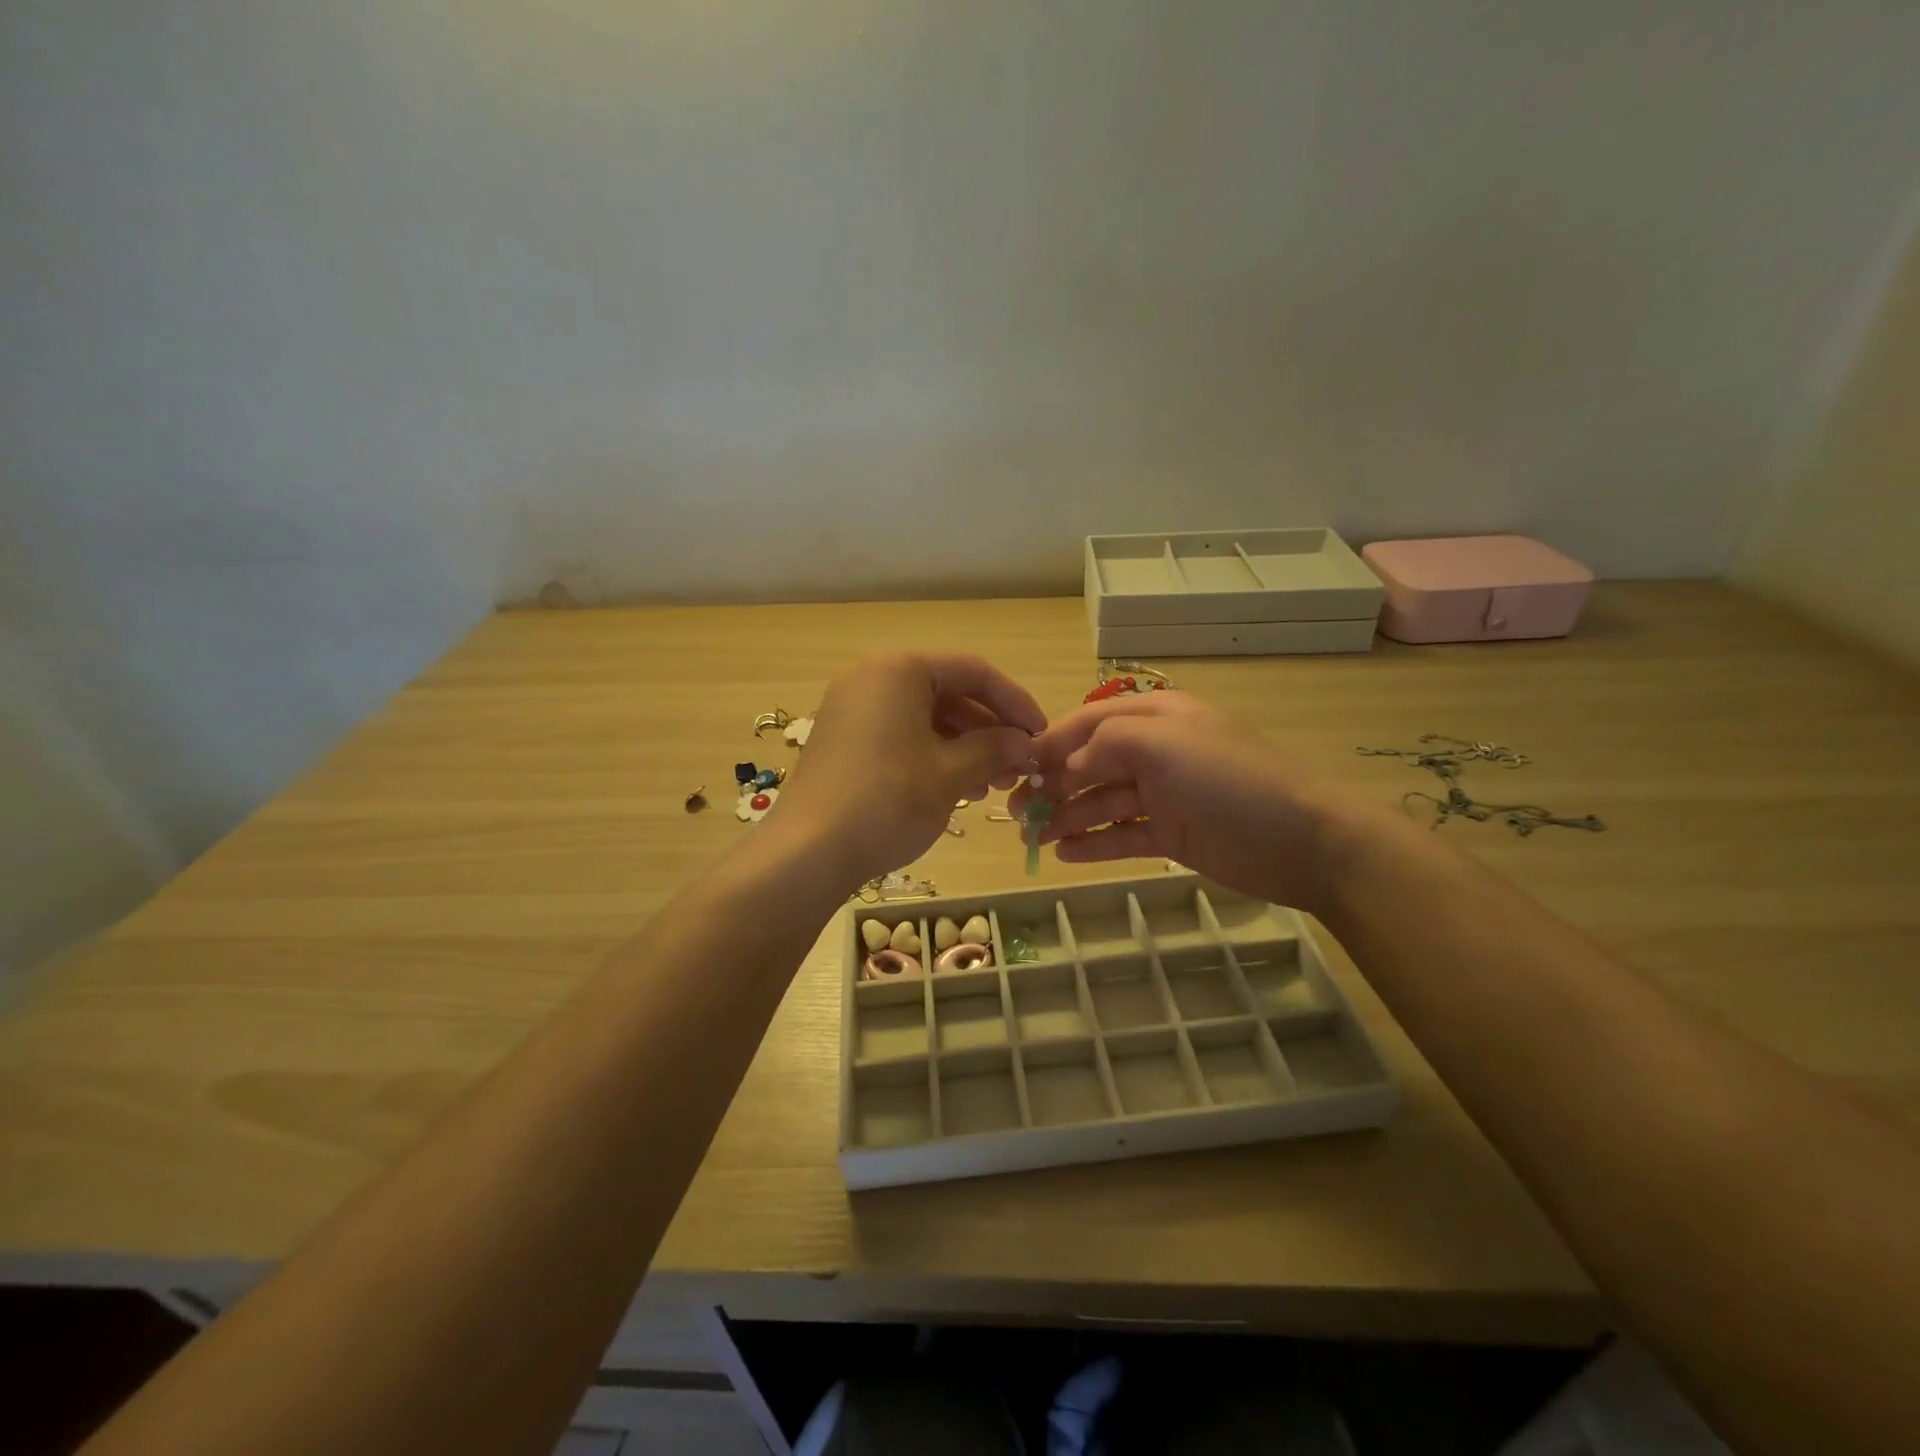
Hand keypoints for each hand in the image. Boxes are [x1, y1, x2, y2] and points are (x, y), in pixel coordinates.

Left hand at [771, 653, 1045, 889]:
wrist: (808, 852)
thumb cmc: (888, 801)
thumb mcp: (951, 773)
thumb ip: (995, 748)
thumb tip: (1025, 743)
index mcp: (900, 669)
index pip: (974, 672)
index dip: (1015, 703)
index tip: (1041, 735)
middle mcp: (873, 677)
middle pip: (949, 692)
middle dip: (989, 730)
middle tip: (1018, 768)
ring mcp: (853, 709)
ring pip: (926, 717)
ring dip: (965, 747)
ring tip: (991, 786)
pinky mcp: (844, 740)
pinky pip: (901, 734)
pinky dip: (934, 755)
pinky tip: (957, 789)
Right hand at [1007, 691, 1352, 913]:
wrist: (1300, 842)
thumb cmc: (1228, 780)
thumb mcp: (1164, 744)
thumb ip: (1106, 744)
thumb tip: (1068, 767)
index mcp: (1156, 718)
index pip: (1090, 722)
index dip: (1052, 742)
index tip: (1017, 767)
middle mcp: (1156, 752)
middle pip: (1091, 764)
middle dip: (1053, 785)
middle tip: (1017, 812)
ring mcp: (1164, 795)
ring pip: (1102, 802)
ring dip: (1067, 817)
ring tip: (1032, 839)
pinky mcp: (1172, 834)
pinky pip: (1123, 835)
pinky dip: (1094, 842)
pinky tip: (1064, 854)